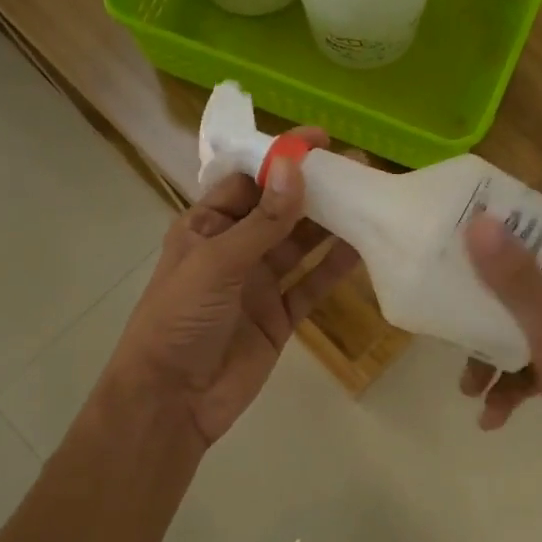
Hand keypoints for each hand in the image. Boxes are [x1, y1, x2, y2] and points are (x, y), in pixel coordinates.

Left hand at [104, 134, 360, 447]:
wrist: (172, 400)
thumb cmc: (179, 320)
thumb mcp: (216, 262)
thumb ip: (262, 221)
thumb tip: (295, 167)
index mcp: (205, 227)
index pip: (247, 181)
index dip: (281, 159)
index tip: (321, 141)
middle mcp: (233, 249)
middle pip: (279, 210)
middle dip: (314, 189)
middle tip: (359, 167)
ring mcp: (258, 284)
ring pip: (300, 245)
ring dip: (330, 224)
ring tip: (369, 198)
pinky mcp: (279, 316)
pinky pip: (311, 284)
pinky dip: (334, 268)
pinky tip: (362, 248)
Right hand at [461, 187, 541, 497]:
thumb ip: (519, 283)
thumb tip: (480, 223)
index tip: (506, 216)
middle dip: (495, 276)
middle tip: (457, 280)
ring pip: (526, 315)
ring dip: (492, 345)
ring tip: (467, 383)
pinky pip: (529, 358)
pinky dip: (507, 383)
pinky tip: (489, 415)